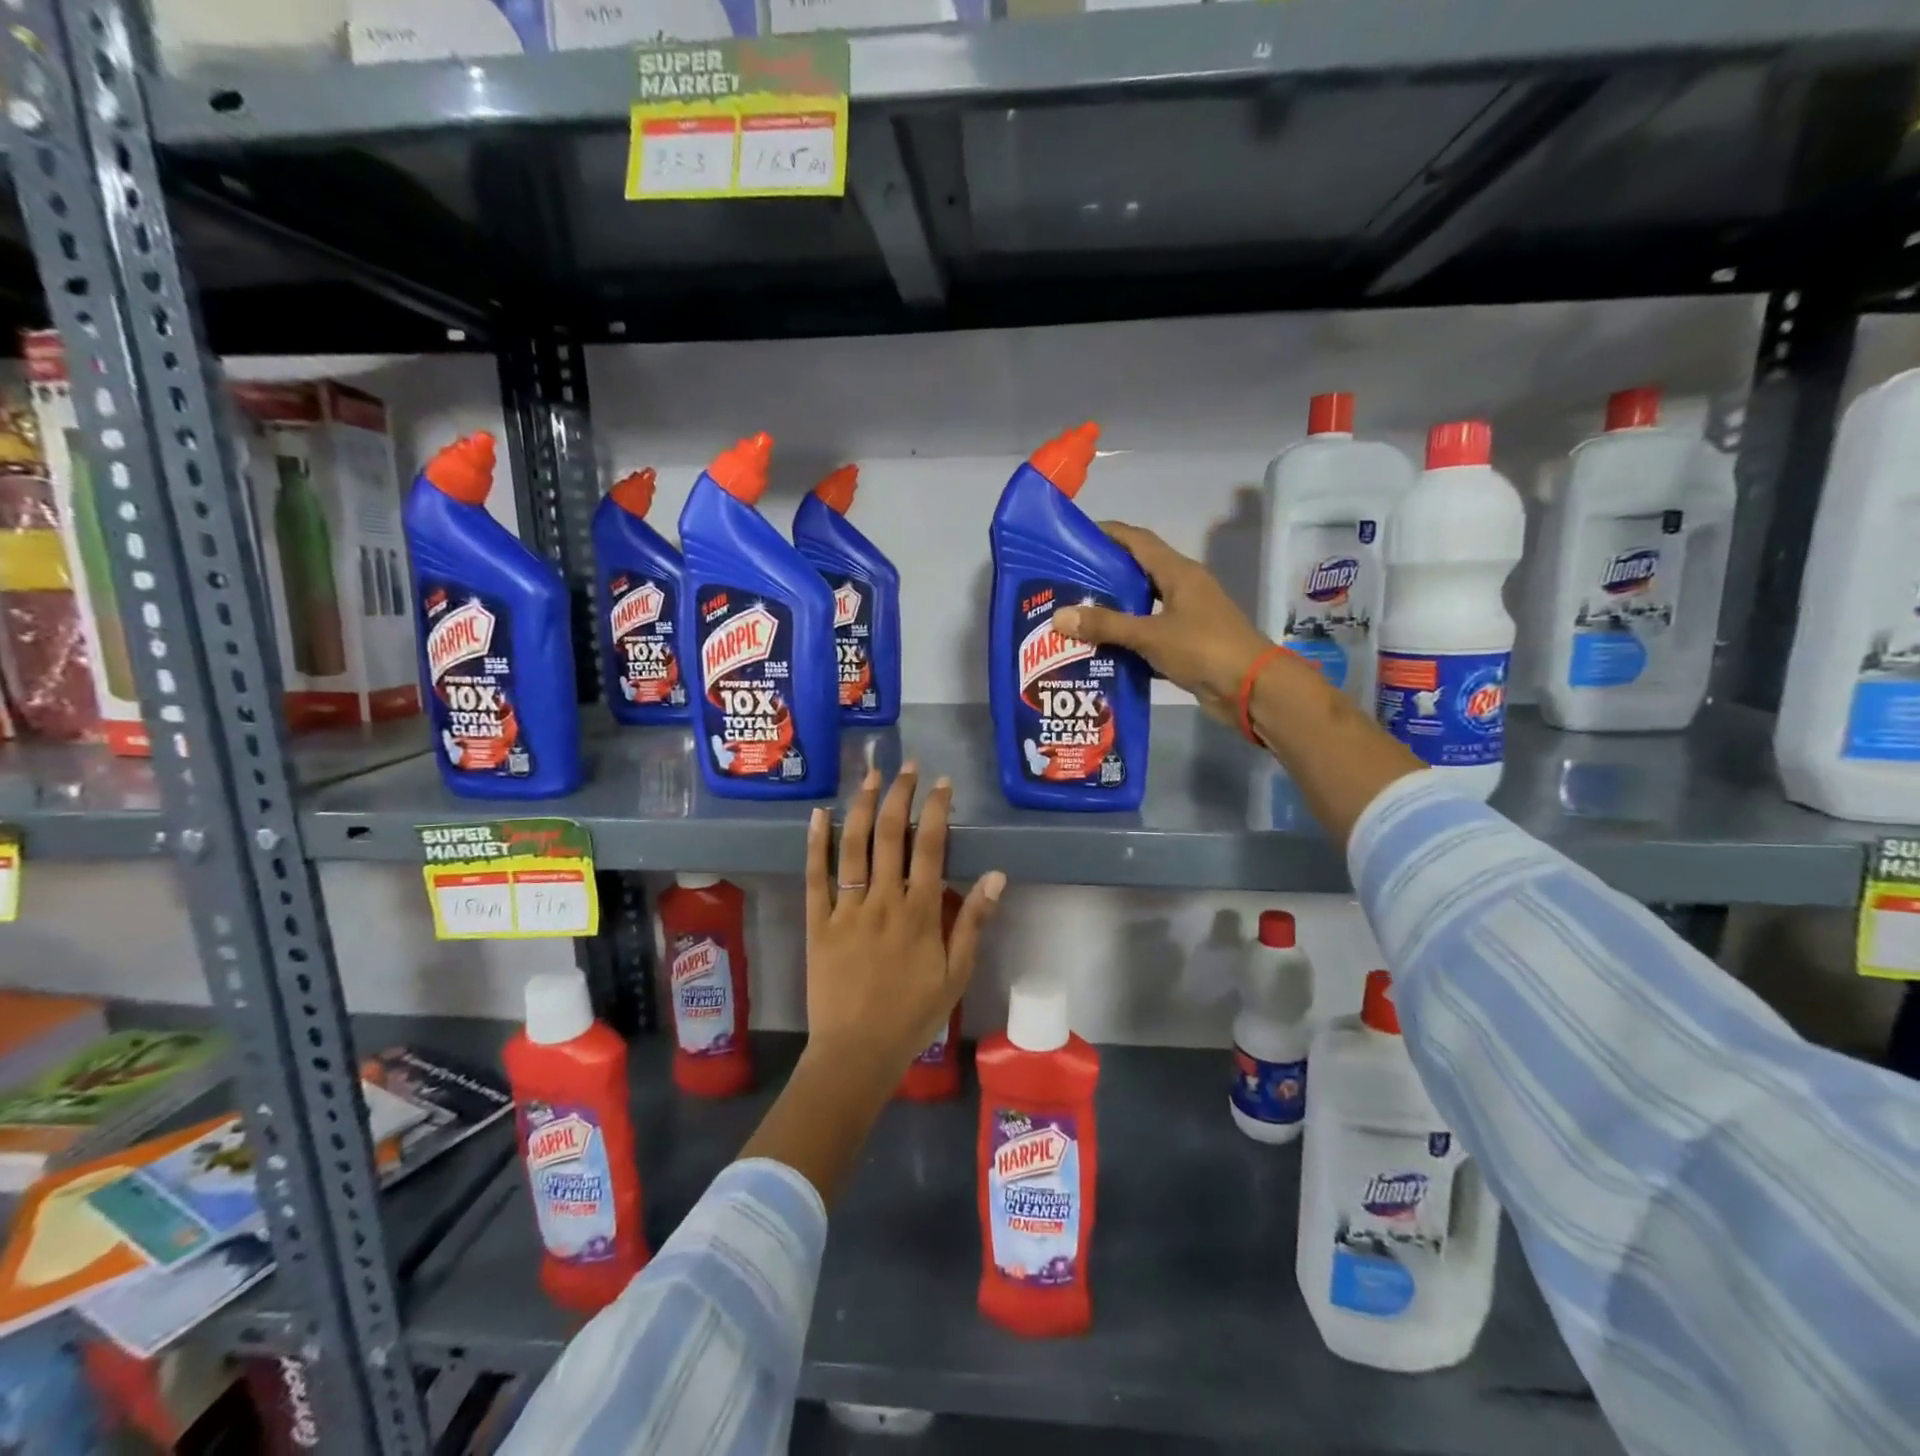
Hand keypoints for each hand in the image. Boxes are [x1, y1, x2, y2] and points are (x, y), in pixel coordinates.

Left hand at [803, 764, 1005, 1080]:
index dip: (936, 811)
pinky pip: (815, 877)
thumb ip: (973, 922)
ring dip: (863, 807)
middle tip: (907, 767)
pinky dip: (816, 844)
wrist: (856, 1053)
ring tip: (871, 776)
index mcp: (919, 913)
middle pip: (890, 836)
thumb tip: (997, 876)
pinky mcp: (818, 923)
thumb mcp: (956, 974)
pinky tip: (820, 814)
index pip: (930, 848)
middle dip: (900, 796)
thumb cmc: (912, 1015)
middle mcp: (883, 902)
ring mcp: (846, 910)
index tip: (941, 784)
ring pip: (853, 847)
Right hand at [1052, 521, 1273, 724]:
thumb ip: (1105, 625)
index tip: (1074, 538)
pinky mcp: (1185, 643)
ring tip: (1075, 614)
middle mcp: (1182, 588)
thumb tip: (1059, 615)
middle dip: (1102, 574)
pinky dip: (1125, 637)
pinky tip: (1098, 647)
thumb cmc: (1203, 649)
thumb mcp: (1150, 634)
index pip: (1137, 540)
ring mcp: (1185, 616)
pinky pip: (1148, 632)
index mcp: (1178, 572)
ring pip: (1141, 604)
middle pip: (1136, 571)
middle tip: (1065, 582)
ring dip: (1112, 608)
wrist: (1251, 688)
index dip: (1107, 533)